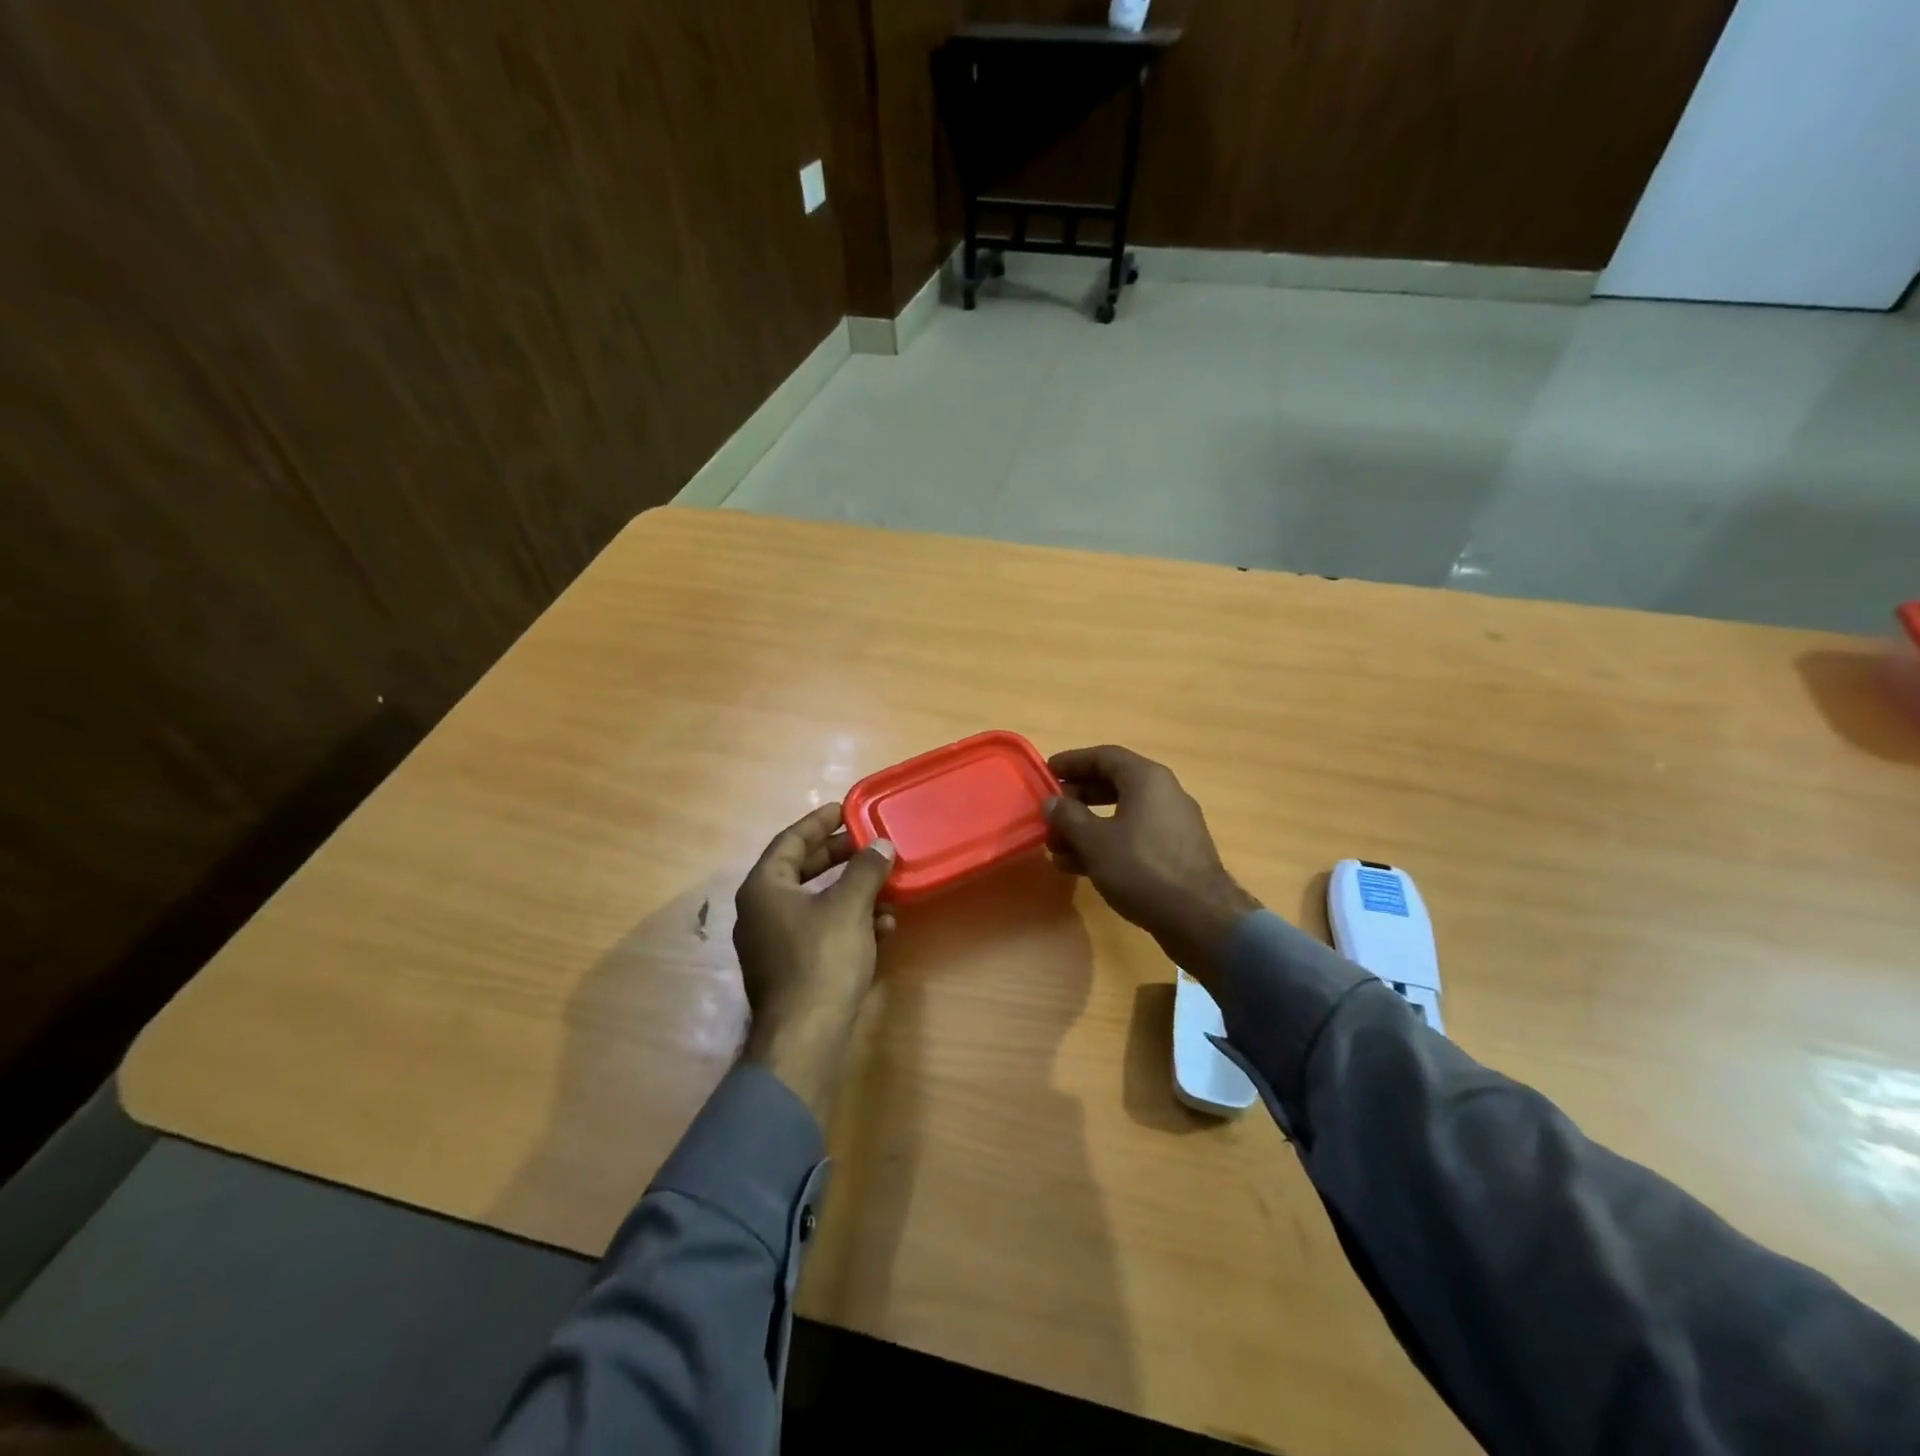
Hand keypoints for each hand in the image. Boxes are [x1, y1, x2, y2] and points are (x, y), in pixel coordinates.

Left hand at [735, 803, 895, 1123]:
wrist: (805, 1038)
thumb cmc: (821, 959)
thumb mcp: (849, 906)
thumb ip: (866, 869)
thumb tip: (882, 845)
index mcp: (764, 888)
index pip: (790, 841)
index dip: (819, 823)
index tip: (844, 809)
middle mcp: (761, 911)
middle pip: (801, 870)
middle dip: (838, 856)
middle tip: (868, 843)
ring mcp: (774, 943)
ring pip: (815, 902)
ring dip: (850, 891)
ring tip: (884, 883)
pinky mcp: (791, 969)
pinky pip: (820, 931)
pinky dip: (848, 921)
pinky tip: (881, 926)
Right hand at [1045, 745, 1259, 991]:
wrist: (1200, 918)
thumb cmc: (1142, 868)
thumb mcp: (1095, 841)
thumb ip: (1068, 817)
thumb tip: (1052, 802)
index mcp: (1147, 779)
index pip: (1103, 756)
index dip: (1072, 762)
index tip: (1046, 772)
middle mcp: (1164, 794)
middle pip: (1112, 784)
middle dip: (1077, 799)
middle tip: (1049, 813)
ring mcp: (1172, 825)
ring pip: (1121, 815)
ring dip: (1087, 827)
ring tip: (1056, 847)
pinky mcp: (1175, 853)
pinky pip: (1134, 838)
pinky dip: (1106, 845)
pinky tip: (1081, 867)